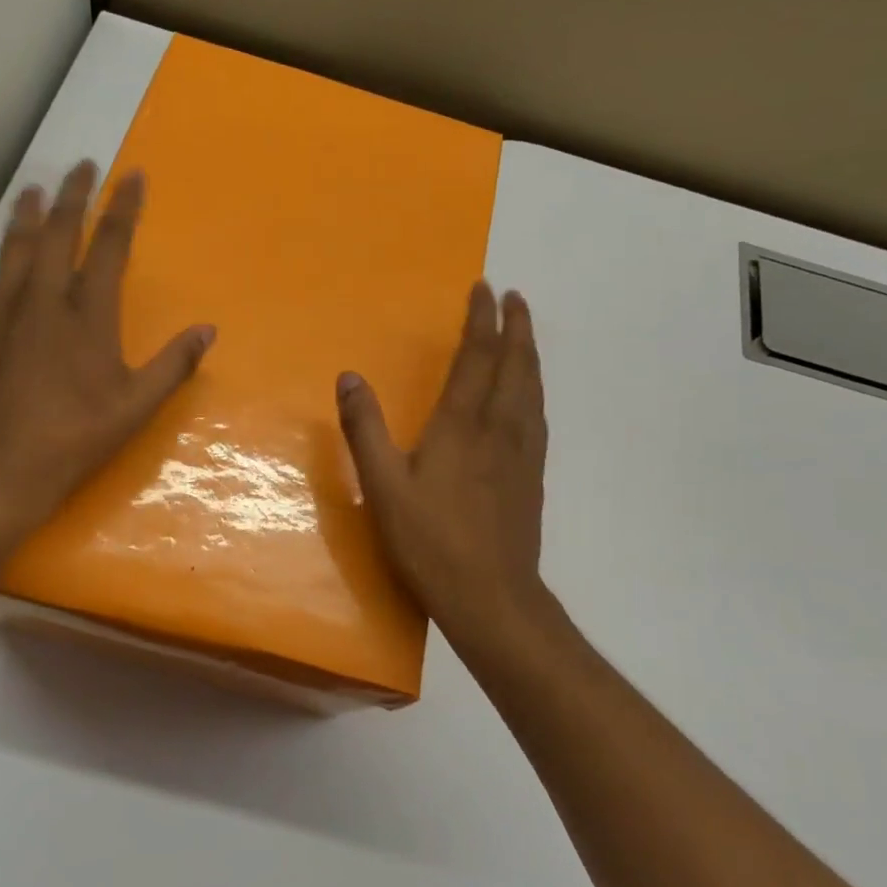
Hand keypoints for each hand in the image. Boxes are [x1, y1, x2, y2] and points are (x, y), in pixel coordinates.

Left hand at [0, 160, 215, 542]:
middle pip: (57, 234)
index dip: (123, 208)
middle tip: (81, 165)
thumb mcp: (134, 409)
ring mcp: (1, 314)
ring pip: (13, 250)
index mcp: (87, 316)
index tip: (131, 175)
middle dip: (73, 196)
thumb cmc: (72, 440)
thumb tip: (208, 330)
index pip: (110, 247)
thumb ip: (172, 366)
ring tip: (34, 190)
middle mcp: (42, 301)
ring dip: (25, 216)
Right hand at [336, 282, 547, 641]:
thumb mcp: (384, 486)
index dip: (481, 320)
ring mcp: (522, 453)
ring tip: (525, 333)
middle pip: (515, 365)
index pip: (477, 357)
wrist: (492, 597)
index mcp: (463, 425)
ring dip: (529, 353)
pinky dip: (535, 389)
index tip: (485, 289)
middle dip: (516, 326)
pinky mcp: (532, 476)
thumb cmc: (431, 541)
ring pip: (532, 389)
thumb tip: (349, 377)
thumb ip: (365, 429)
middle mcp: (500, 428)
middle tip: (515, 297)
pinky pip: (538, 416)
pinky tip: (531, 397)